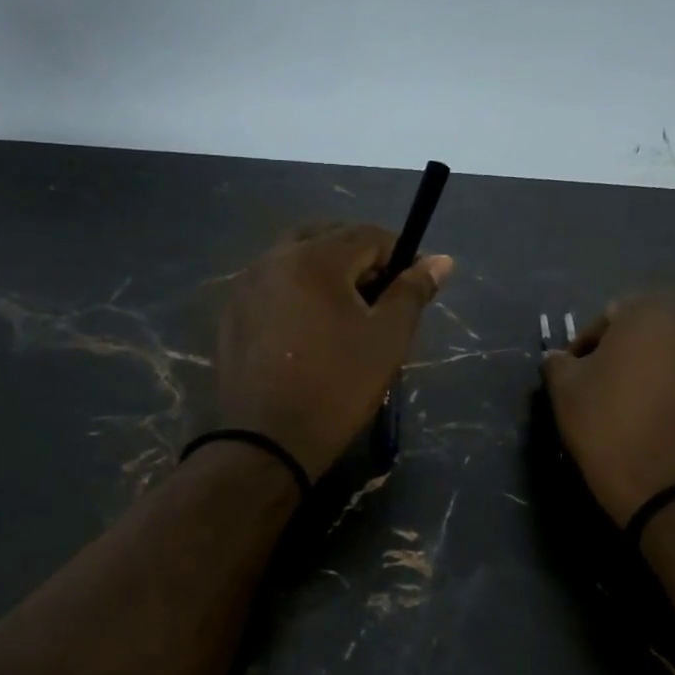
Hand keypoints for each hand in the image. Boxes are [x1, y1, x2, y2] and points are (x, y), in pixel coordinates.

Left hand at [216, 225, 452, 479]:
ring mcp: (246, 285)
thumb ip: (413, 292)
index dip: (399, 255)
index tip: (412, 287)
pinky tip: (307, 331)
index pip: (368, 234)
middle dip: (359, 258)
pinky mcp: (232, 313)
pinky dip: (296, 292)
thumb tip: (442, 260)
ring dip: (325, 272)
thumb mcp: (387, 339)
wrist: (268, 440)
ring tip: (343, 315)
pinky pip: (272, 285)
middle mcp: (274, 258)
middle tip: (377, 299)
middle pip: (327, 237)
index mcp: (314, 258)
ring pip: (295, 259)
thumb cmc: (338, 387)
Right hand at [542, 297, 674, 524]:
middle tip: (613, 393)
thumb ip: (558, 363)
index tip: (577, 380)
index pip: (608, 318)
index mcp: (650, 310)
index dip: (587, 349)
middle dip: (633, 356)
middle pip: (653, 333)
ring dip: (667, 374)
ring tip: (650, 412)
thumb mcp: (565, 394)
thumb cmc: (613, 430)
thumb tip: (560, 357)